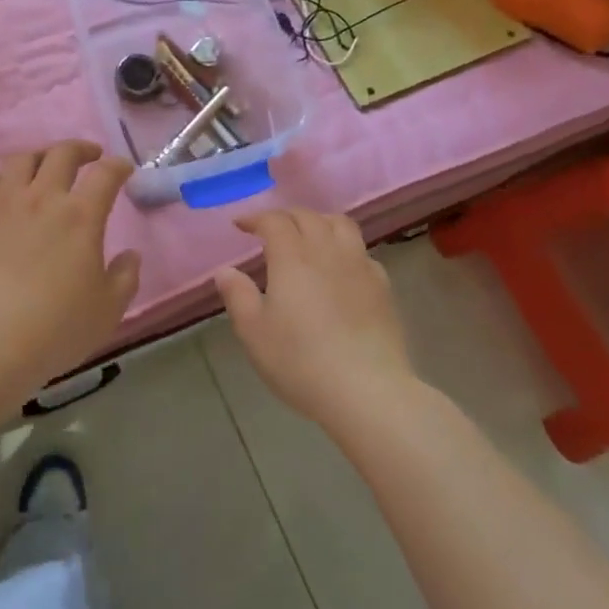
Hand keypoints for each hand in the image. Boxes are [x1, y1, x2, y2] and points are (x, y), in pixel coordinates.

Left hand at [0, 141, 141, 396]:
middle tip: (90, 156)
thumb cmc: (55, 328)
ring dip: (40, 155)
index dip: (118, 166)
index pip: (105, 174)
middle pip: (62, 154)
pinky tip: (6, 185)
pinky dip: (3, 176)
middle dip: (81, 148)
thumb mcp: (107, 310)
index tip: (124, 169)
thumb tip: (130, 254)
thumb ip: (125, 277)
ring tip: (47, 164)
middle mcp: (43, 197)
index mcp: (81, 215)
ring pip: (22, 159)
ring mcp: (4, 203)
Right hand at [215, 209, 419, 430]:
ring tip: (308, 236)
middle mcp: (327, 251)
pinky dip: (345, 248)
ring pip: (341, 225)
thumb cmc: (301, 361)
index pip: (273, 221)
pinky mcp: (382, 287)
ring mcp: (359, 266)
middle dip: (285, 216)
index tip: (241, 226)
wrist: (367, 392)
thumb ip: (237, 296)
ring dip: (319, 222)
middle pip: (308, 216)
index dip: (255, 218)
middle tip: (271, 229)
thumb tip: (225, 270)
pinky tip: (340, 268)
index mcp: (292, 256)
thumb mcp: (254, 333)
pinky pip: (362, 252)